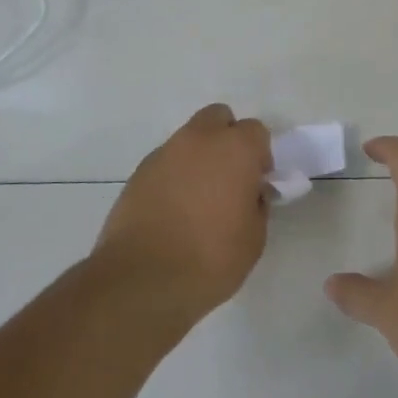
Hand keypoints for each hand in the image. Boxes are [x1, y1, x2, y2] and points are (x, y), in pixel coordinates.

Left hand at [93, 104, 272, 321]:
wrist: (142, 279)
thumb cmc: (211, 258)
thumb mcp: (254, 237)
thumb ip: (256, 204)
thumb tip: (249, 193)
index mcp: (234, 149)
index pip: (256, 131)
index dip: (260, 156)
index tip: (257, 183)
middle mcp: (197, 140)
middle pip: (218, 119)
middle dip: (227, 140)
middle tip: (230, 178)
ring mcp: (163, 154)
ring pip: (188, 140)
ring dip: (198, 158)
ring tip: (198, 200)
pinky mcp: (137, 174)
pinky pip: (166, 163)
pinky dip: (174, 176)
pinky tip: (173, 211)